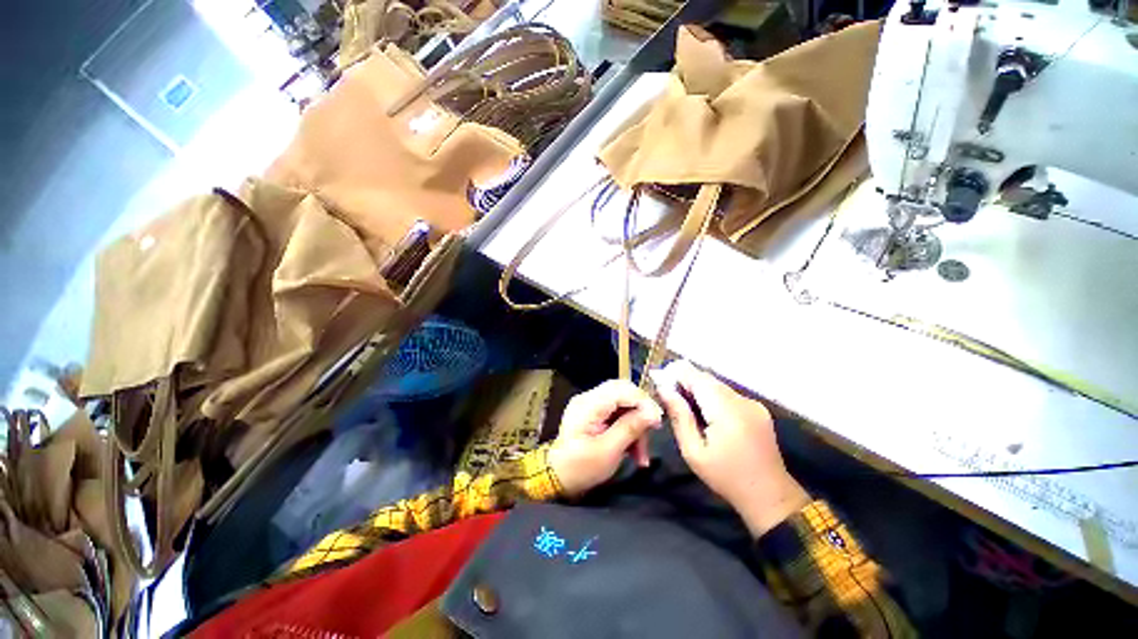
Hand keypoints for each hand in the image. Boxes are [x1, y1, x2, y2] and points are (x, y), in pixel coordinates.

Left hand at [548, 380, 662, 496]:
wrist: (558, 480)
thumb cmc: (580, 468)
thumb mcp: (609, 451)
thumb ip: (631, 428)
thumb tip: (653, 412)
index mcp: (588, 405)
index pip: (623, 390)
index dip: (645, 402)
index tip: (657, 423)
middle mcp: (589, 399)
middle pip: (625, 395)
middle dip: (642, 415)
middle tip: (653, 434)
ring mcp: (591, 408)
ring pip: (625, 407)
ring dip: (637, 428)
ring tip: (642, 455)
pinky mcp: (594, 418)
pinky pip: (619, 417)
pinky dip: (629, 432)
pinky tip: (635, 452)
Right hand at [654, 361, 809, 536]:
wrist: (766, 490)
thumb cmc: (725, 476)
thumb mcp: (694, 452)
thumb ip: (680, 418)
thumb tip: (665, 390)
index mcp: (725, 409)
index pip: (698, 378)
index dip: (678, 374)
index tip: (659, 377)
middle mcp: (742, 400)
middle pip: (711, 381)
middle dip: (689, 383)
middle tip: (668, 394)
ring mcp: (754, 404)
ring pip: (722, 389)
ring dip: (703, 392)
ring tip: (686, 407)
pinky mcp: (760, 410)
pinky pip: (733, 398)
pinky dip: (718, 401)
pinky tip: (710, 418)